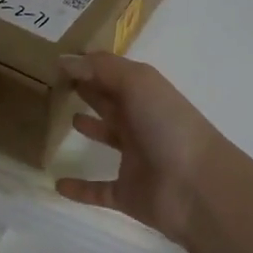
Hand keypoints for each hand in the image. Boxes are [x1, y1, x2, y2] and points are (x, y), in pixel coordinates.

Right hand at [54, 53, 224, 245]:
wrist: (197, 187)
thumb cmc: (167, 125)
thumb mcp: (137, 83)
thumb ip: (101, 68)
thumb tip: (63, 59)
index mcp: (144, 93)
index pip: (112, 74)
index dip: (88, 66)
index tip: (57, 61)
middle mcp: (140, 121)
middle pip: (109, 101)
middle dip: (88, 90)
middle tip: (55, 84)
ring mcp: (135, 159)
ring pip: (107, 138)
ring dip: (90, 129)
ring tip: (63, 119)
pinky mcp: (127, 193)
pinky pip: (98, 189)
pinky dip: (80, 189)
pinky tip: (58, 184)